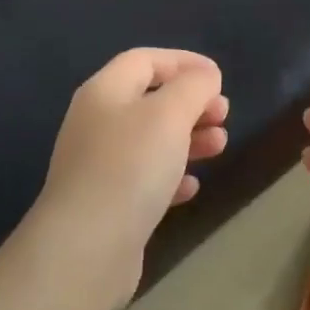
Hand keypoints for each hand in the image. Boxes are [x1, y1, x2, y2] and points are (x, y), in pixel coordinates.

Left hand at [33, 48, 228, 302]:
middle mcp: (97, 122)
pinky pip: (144, 178)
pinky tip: (191, 187)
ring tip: (220, 146)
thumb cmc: (130, 167)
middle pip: (149, 99)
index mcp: (105, 91)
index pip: (145, 60)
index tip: (218, 77)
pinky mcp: (106, 204)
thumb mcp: (170, 114)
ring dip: (188, 138)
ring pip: (151, 140)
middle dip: (191, 103)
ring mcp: (98, 165)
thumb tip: (205, 75)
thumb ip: (193, 86)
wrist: (86, 249)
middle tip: (223, 115)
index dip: (183, 62)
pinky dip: (171, 176)